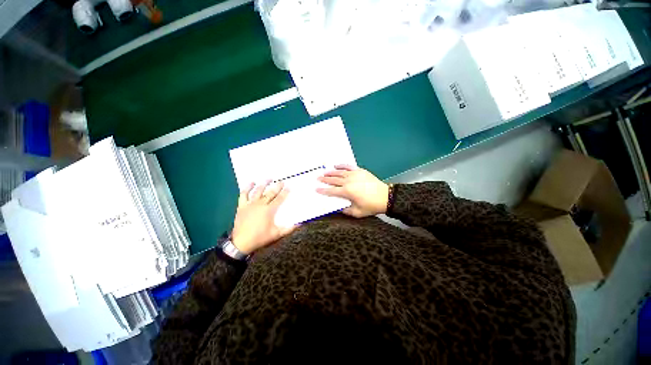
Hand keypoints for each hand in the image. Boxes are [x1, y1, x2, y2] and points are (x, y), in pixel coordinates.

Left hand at [232, 180, 297, 253]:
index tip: (289, 187)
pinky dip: (247, 188)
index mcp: (269, 210)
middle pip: (270, 193)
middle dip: (277, 186)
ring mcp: (250, 204)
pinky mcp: (242, 206)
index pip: (279, 199)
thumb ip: (288, 229)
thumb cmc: (260, 238)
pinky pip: (244, 194)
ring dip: (264, 184)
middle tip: (282, 181)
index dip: (285, 192)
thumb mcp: (276, 234)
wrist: (241, 243)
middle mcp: (260, 204)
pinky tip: (251, 183)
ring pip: (258, 191)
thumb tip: (300, 224)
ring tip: (269, 178)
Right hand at [316, 164, 388, 217]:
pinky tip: (336, 165)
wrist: (385, 197)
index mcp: (347, 192)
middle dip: (325, 179)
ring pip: (339, 172)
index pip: (331, 191)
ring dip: (331, 172)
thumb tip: (339, 208)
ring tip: (324, 172)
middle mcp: (348, 182)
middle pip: (333, 180)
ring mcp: (354, 175)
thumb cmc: (371, 206)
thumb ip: (346, 210)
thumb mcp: (357, 213)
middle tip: (318, 178)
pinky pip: (349, 166)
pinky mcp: (360, 171)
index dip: (323, 190)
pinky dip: (342, 165)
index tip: (316, 189)